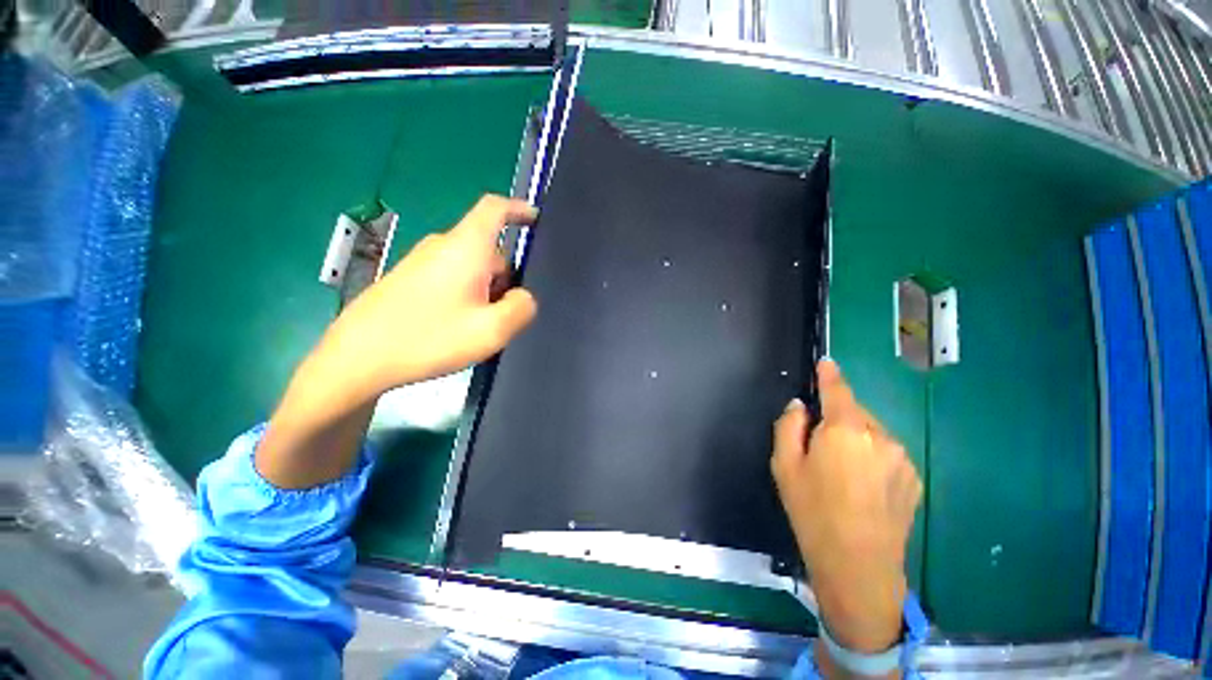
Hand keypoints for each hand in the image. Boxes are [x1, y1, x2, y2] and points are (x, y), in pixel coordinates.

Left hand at [257, 195, 537, 489]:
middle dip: (506, 278)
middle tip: (504, 317)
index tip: (535, 219)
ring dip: (486, 291)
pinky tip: (456, 328)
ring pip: (471, 268)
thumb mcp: (492, 330)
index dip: (518, 208)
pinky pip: (452, 278)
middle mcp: (441, 246)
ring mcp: (421, 262)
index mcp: (465, 248)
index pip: (494, 208)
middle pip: (488, 250)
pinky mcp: (409, 278)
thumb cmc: (428, 339)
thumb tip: (523, 296)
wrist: (356, 359)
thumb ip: (521, 308)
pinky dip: (466, 296)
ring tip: (478, 328)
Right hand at [771, 360, 921, 656]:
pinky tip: (861, 487)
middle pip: (855, 413)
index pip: (838, 391)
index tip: (826, 363)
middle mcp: (881, 437)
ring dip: (855, 440)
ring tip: (841, 473)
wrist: (859, 566)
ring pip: (872, 434)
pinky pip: (887, 454)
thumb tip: (800, 406)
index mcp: (846, 430)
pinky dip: (872, 458)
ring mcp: (902, 459)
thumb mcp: (784, 465)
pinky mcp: (913, 479)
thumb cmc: (813, 512)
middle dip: (837, 419)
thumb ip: (789, 426)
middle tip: (818, 446)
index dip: (830, 375)